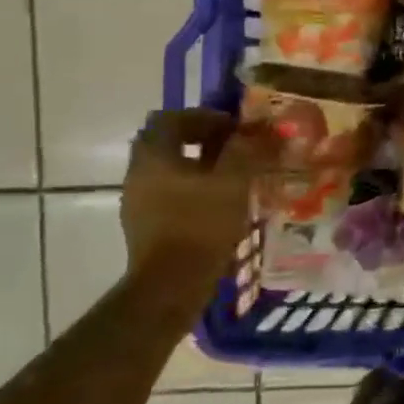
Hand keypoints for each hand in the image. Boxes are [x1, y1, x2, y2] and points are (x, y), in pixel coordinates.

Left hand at [121, 109, 270, 275]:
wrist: (171, 286)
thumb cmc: (201, 224)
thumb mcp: (234, 181)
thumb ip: (248, 150)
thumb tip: (265, 129)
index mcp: (154, 155)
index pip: (172, 118)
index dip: (205, 117)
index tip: (235, 129)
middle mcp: (138, 173)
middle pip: (169, 143)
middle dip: (204, 141)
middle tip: (236, 149)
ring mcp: (138, 202)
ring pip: (170, 170)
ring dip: (200, 166)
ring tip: (235, 177)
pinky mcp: (145, 226)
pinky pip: (170, 194)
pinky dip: (194, 190)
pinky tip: (220, 204)